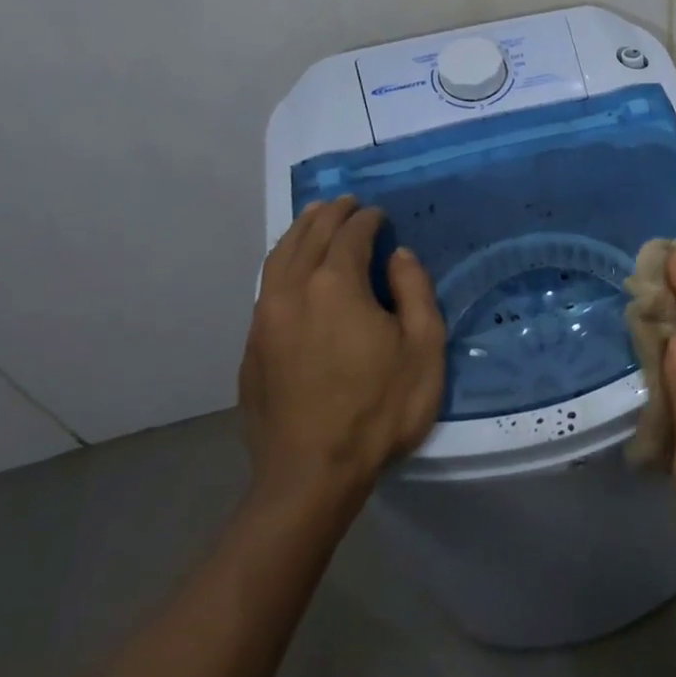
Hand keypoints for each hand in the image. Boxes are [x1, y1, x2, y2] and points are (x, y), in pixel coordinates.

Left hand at [239, 197, 445, 506]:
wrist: (312, 473)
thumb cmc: (380, 408)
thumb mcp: (423, 348)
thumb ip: (415, 291)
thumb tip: (398, 255)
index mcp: (336, 285)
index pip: (350, 235)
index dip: (367, 219)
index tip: (379, 214)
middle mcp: (293, 291)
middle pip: (308, 237)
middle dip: (329, 215)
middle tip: (346, 203)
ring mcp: (265, 320)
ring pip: (278, 259)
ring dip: (299, 233)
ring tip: (314, 219)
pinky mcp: (252, 348)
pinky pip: (266, 287)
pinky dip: (282, 264)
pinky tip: (293, 271)